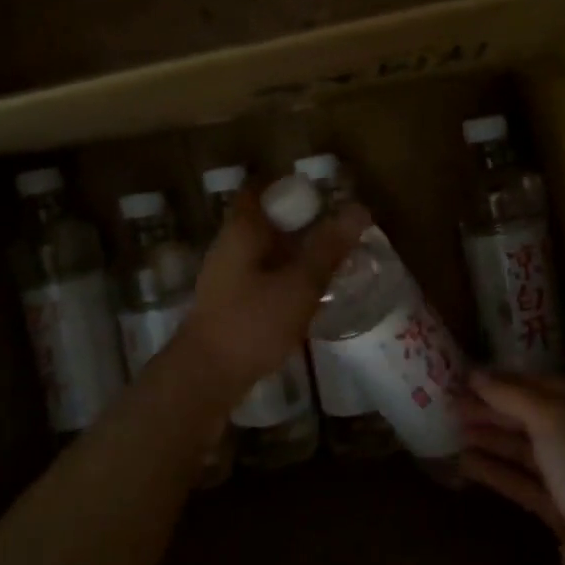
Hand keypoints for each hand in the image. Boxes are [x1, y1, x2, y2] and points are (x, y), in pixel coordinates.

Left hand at [178, 184, 370, 398]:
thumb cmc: (252, 323)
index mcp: (242, 230)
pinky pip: (262, 277)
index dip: (288, 186)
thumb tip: (359, 209)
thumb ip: (328, 247)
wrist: (205, 378)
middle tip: (339, 228)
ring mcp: (226, 277)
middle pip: (265, 220)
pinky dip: (285, 277)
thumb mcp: (299, 284)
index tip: (322, 195)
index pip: (259, 189)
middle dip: (300, 221)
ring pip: (265, 251)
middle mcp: (229, 246)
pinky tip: (309, 294)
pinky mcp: (230, 304)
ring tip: (332, 260)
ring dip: (294, 252)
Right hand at [459, 372, 564, 564]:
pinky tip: (464, 464)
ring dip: (489, 439)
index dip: (504, 381)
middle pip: (530, 418)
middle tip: (450, 405)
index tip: (465, 378)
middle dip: (492, 410)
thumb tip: (476, 374)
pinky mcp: (559, 513)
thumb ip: (512, 395)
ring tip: (450, 431)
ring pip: (523, 451)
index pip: (541, 385)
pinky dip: (495, 472)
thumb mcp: (551, 418)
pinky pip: (521, 483)